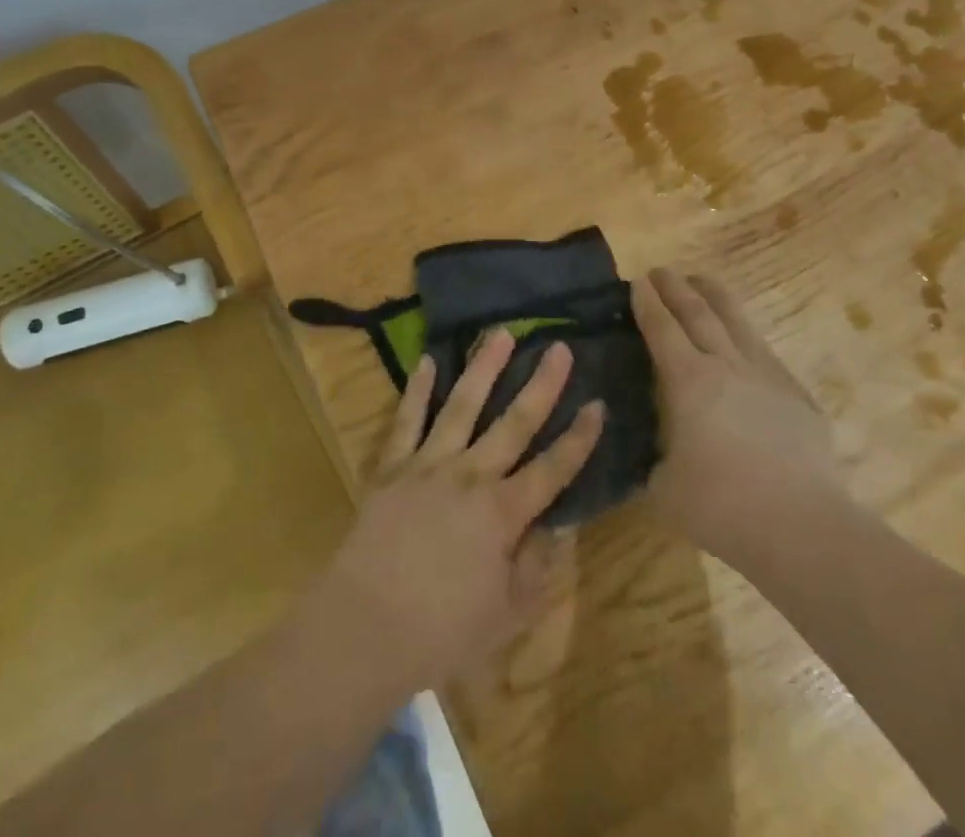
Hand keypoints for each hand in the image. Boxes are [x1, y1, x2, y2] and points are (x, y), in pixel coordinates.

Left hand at [312, 330, 604, 696]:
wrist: (365, 626)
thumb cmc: (442, 630)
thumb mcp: (507, 613)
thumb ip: (537, 566)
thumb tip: (560, 524)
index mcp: (503, 512)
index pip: (553, 468)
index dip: (579, 437)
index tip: (598, 403)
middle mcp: (471, 476)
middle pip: (514, 423)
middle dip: (541, 384)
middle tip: (559, 347)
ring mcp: (429, 464)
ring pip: (463, 405)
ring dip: (484, 368)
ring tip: (500, 335)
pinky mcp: (393, 465)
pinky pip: (408, 419)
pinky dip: (418, 389)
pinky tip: (427, 361)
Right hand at [635, 268, 837, 568]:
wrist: (801, 526)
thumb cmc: (722, 507)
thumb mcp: (664, 487)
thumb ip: (656, 459)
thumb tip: (658, 451)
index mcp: (688, 381)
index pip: (662, 329)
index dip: (647, 303)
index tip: (636, 282)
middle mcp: (726, 365)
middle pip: (698, 312)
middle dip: (676, 288)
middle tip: (661, 270)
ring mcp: (766, 375)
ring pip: (737, 321)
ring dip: (715, 296)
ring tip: (702, 280)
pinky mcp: (796, 394)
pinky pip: (765, 351)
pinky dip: (746, 335)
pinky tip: (744, 339)